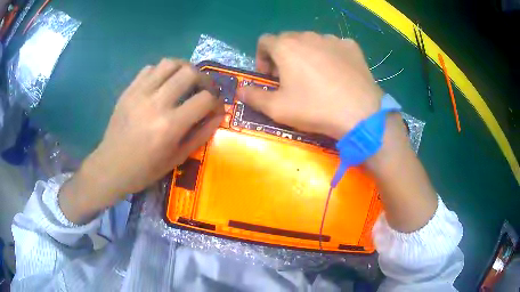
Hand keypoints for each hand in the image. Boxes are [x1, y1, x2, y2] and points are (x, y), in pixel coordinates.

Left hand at [59, 59, 223, 222]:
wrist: (111, 167)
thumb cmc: (145, 169)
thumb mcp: (177, 158)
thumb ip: (201, 134)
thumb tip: (219, 114)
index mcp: (170, 126)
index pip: (204, 99)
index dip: (216, 101)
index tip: (215, 107)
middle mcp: (156, 103)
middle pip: (190, 72)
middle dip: (204, 79)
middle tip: (204, 89)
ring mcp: (139, 93)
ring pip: (170, 63)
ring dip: (184, 69)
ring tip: (186, 80)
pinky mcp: (129, 90)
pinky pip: (150, 68)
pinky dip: (162, 72)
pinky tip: (163, 84)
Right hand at [238, 32, 383, 139]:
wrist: (360, 113)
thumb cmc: (314, 108)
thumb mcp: (277, 108)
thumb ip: (253, 96)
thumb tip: (240, 90)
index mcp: (286, 47)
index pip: (264, 41)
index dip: (262, 58)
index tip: (270, 77)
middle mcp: (307, 36)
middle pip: (288, 40)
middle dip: (283, 56)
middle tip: (291, 79)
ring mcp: (332, 39)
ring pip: (311, 41)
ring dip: (306, 54)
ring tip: (315, 76)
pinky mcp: (351, 46)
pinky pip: (334, 46)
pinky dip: (329, 55)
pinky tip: (336, 73)